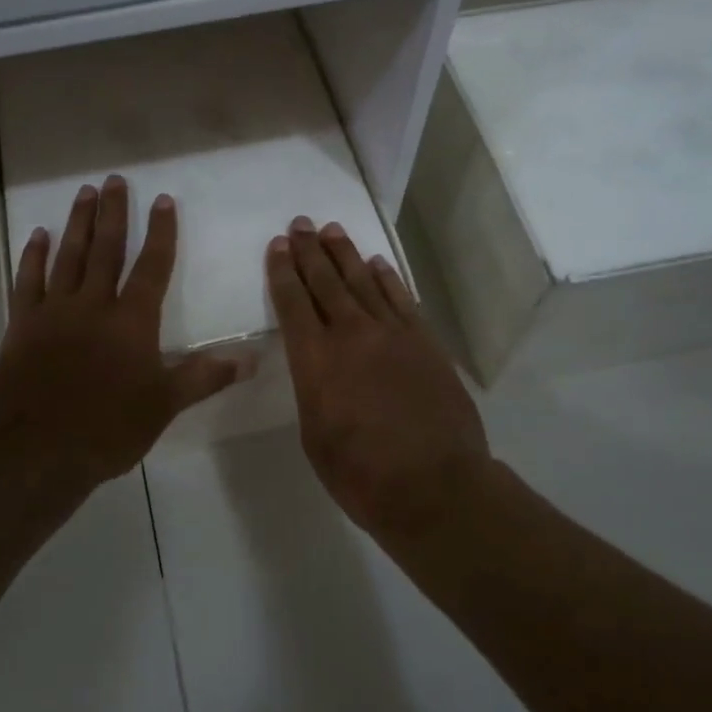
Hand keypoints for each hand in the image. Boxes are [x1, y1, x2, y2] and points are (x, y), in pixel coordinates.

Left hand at [0, 175, 239, 491]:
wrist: (39, 452)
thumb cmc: (109, 428)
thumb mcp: (164, 405)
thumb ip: (205, 376)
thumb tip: (252, 358)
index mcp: (132, 321)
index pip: (151, 266)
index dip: (160, 232)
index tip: (163, 200)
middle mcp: (93, 305)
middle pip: (106, 249)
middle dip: (113, 212)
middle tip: (114, 180)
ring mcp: (54, 311)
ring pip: (68, 256)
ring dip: (78, 223)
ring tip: (84, 193)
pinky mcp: (23, 325)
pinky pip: (28, 281)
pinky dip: (33, 256)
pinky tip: (38, 235)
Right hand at [267, 217, 494, 535]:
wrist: (435, 487)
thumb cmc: (361, 474)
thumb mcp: (314, 436)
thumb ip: (313, 390)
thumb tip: (320, 368)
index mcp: (315, 360)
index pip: (293, 302)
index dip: (282, 271)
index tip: (277, 245)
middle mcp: (350, 334)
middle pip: (325, 281)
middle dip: (309, 250)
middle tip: (300, 224)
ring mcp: (392, 334)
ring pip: (362, 281)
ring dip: (344, 254)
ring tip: (331, 230)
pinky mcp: (424, 342)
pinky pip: (400, 298)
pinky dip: (386, 277)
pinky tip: (376, 263)